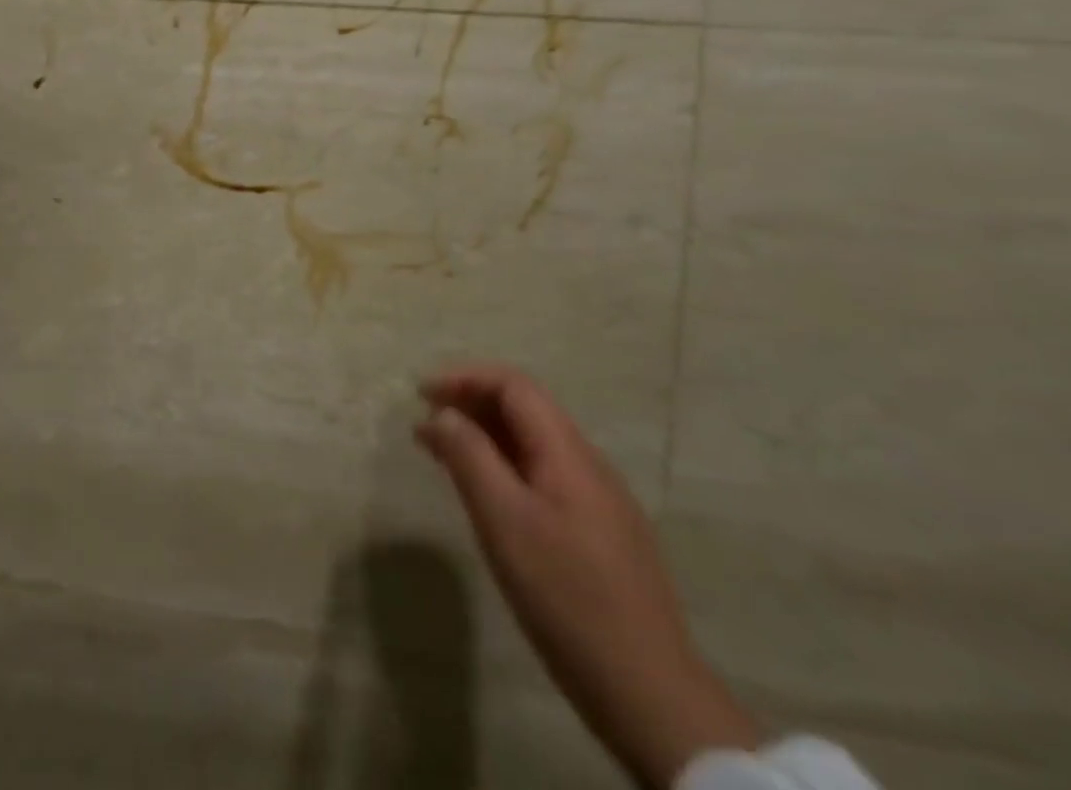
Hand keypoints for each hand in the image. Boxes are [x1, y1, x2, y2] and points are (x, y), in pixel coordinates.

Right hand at [415, 365, 759, 789]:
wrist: (649, 692)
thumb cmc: (567, 596)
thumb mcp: (504, 521)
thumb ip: (470, 457)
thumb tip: (442, 413)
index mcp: (568, 452)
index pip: (513, 385)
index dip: (464, 378)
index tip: (421, 395)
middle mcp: (588, 464)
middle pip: (525, 409)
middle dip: (471, 405)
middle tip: (424, 426)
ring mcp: (600, 501)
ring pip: (534, 445)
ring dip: (486, 437)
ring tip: (443, 456)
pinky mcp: (601, 534)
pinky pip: (544, 476)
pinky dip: (505, 467)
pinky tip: (487, 497)